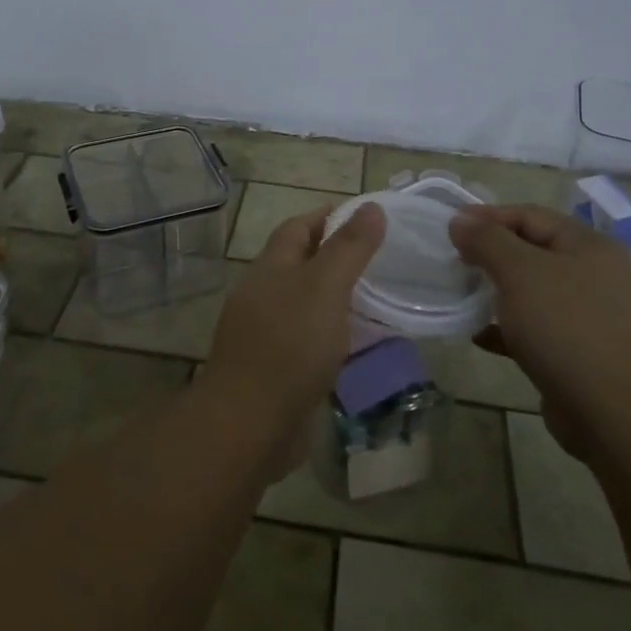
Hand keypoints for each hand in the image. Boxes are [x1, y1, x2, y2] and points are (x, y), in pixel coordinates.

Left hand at [202, 203, 386, 448]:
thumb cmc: (289, 345)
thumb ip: (349, 248)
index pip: (298, 227)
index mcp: (271, 267)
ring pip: (304, 303)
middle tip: (380, 258)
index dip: (328, 217)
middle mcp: (263, 294)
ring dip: (334, 298)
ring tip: (378, 298)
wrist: (250, 424)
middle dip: (334, 256)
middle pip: (299, 263)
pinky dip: (331, 334)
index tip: (366, 216)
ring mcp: (265, 333)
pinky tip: (357, 344)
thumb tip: (372, 206)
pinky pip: (307, 340)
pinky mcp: (275, 368)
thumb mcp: (325, 287)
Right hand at [450, 205, 630, 459]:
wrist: (616, 414)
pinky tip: (481, 337)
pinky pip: (540, 331)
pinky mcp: (585, 355)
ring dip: (498, 293)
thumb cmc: (566, 328)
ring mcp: (595, 318)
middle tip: (456, 263)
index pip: (531, 216)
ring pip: (536, 294)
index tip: (451, 228)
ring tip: (464, 298)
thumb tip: (460, 220)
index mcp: (589, 246)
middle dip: (492, 255)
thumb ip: (487, 240)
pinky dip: (509, 330)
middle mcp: (598, 276)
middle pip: (534, 253)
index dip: (489, 217)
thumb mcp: (519, 273)